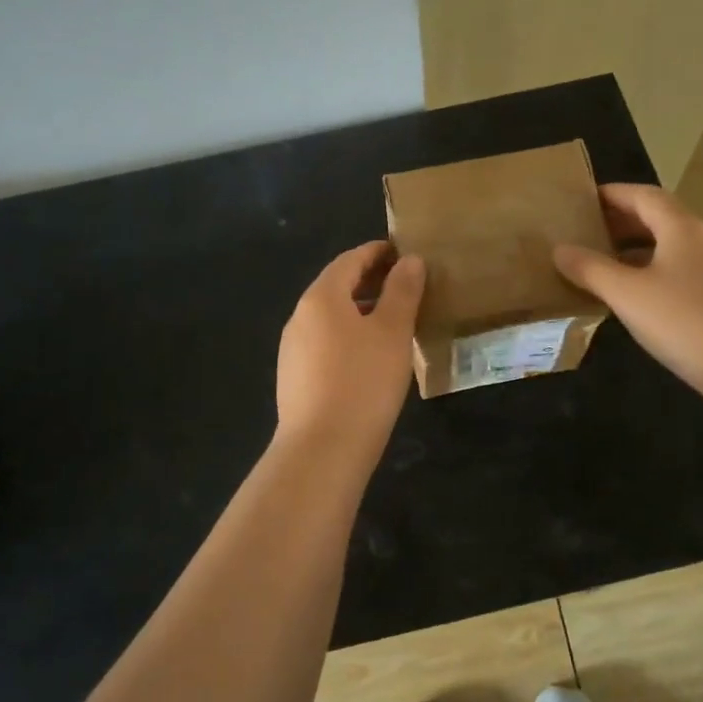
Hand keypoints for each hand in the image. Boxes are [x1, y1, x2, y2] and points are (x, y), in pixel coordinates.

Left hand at [275, 242, 424, 462]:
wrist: (321, 450)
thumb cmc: (363, 382)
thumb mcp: (392, 332)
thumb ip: (402, 291)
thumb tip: (410, 260)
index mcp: (321, 297)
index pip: (350, 260)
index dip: (377, 252)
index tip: (403, 252)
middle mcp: (300, 316)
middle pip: (336, 286)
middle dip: (369, 280)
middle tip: (405, 284)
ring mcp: (293, 349)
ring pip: (330, 317)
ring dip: (360, 310)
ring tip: (393, 321)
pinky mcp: (294, 377)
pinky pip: (324, 342)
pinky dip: (348, 335)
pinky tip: (369, 356)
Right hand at [554, 184, 702, 405]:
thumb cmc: (685, 321)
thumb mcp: (627, 294)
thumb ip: (590, 269)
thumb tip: (559, 249)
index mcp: (680, 227)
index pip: (643, 195)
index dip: (611, 194)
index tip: (581, 200)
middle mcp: (701, 240)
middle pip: (657, 218)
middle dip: (620, 220)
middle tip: (584, 230)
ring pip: (668, 247)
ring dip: (634, 248)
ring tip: (600, 262)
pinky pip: (678, 272)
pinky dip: (650, 272)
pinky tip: (633, 296)